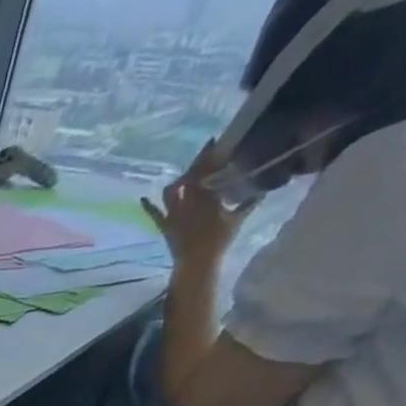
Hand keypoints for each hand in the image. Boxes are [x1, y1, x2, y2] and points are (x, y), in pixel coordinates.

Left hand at [142, 141, 252, 267]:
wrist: (197, 262)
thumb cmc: (220, 240)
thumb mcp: (238, 219)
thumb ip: (249, 202)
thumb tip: (263, 190)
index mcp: (207, 196)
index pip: (207, 171)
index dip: (209, 156)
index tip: (214, 144)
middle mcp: (188, 201)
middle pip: (189, 177)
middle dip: (196, 165)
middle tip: (204, 155)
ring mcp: (174, 214)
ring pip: (171, 192)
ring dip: (178, 182)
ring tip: (185, 176)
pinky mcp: (164, 226)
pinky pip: (154, 214)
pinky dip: (148, 206)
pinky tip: (143, 198)